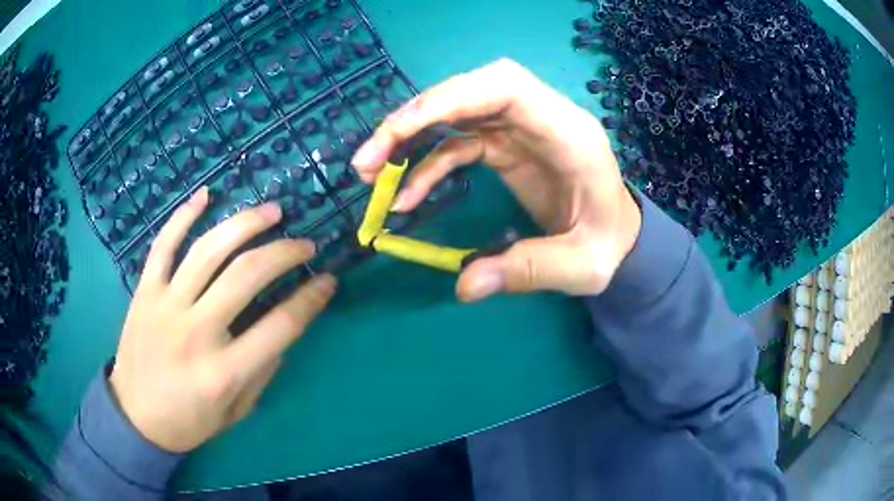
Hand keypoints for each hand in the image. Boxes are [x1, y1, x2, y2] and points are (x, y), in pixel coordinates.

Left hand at [109, 188, 335, 452]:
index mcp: (224, 371)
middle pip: (246, 275)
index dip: (310, 299)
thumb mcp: (237, 411)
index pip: (280, 325)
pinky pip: (163, 245)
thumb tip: (283, 327)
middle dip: (284, 252)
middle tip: (304, 244)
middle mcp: (196, 332)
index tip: (327, 280)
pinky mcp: (145, 292)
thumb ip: (262, 370)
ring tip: (271, 212)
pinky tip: (205, 195)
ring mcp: (165, 306)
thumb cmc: (190, 420)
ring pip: (207, 250)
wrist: (136, 417)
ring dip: (244, 224)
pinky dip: (183, 216)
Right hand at [351, 59, 641, 301]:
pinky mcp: (506, 146)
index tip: (402, 130)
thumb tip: (465, 286)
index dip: (451, 97)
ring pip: (458, 111)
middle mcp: (543, 118)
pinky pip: (458, 143)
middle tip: (371, 160)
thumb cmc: (608, 244)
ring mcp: (521, 129)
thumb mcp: (582, 267)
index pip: (507, 87)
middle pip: (472, 90)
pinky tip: (406, 197)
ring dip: (410, 137)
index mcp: (569, 133)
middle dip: (417, 116)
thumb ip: (529, 271)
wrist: (616, 234)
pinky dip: (427, 165)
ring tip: (371, 175)